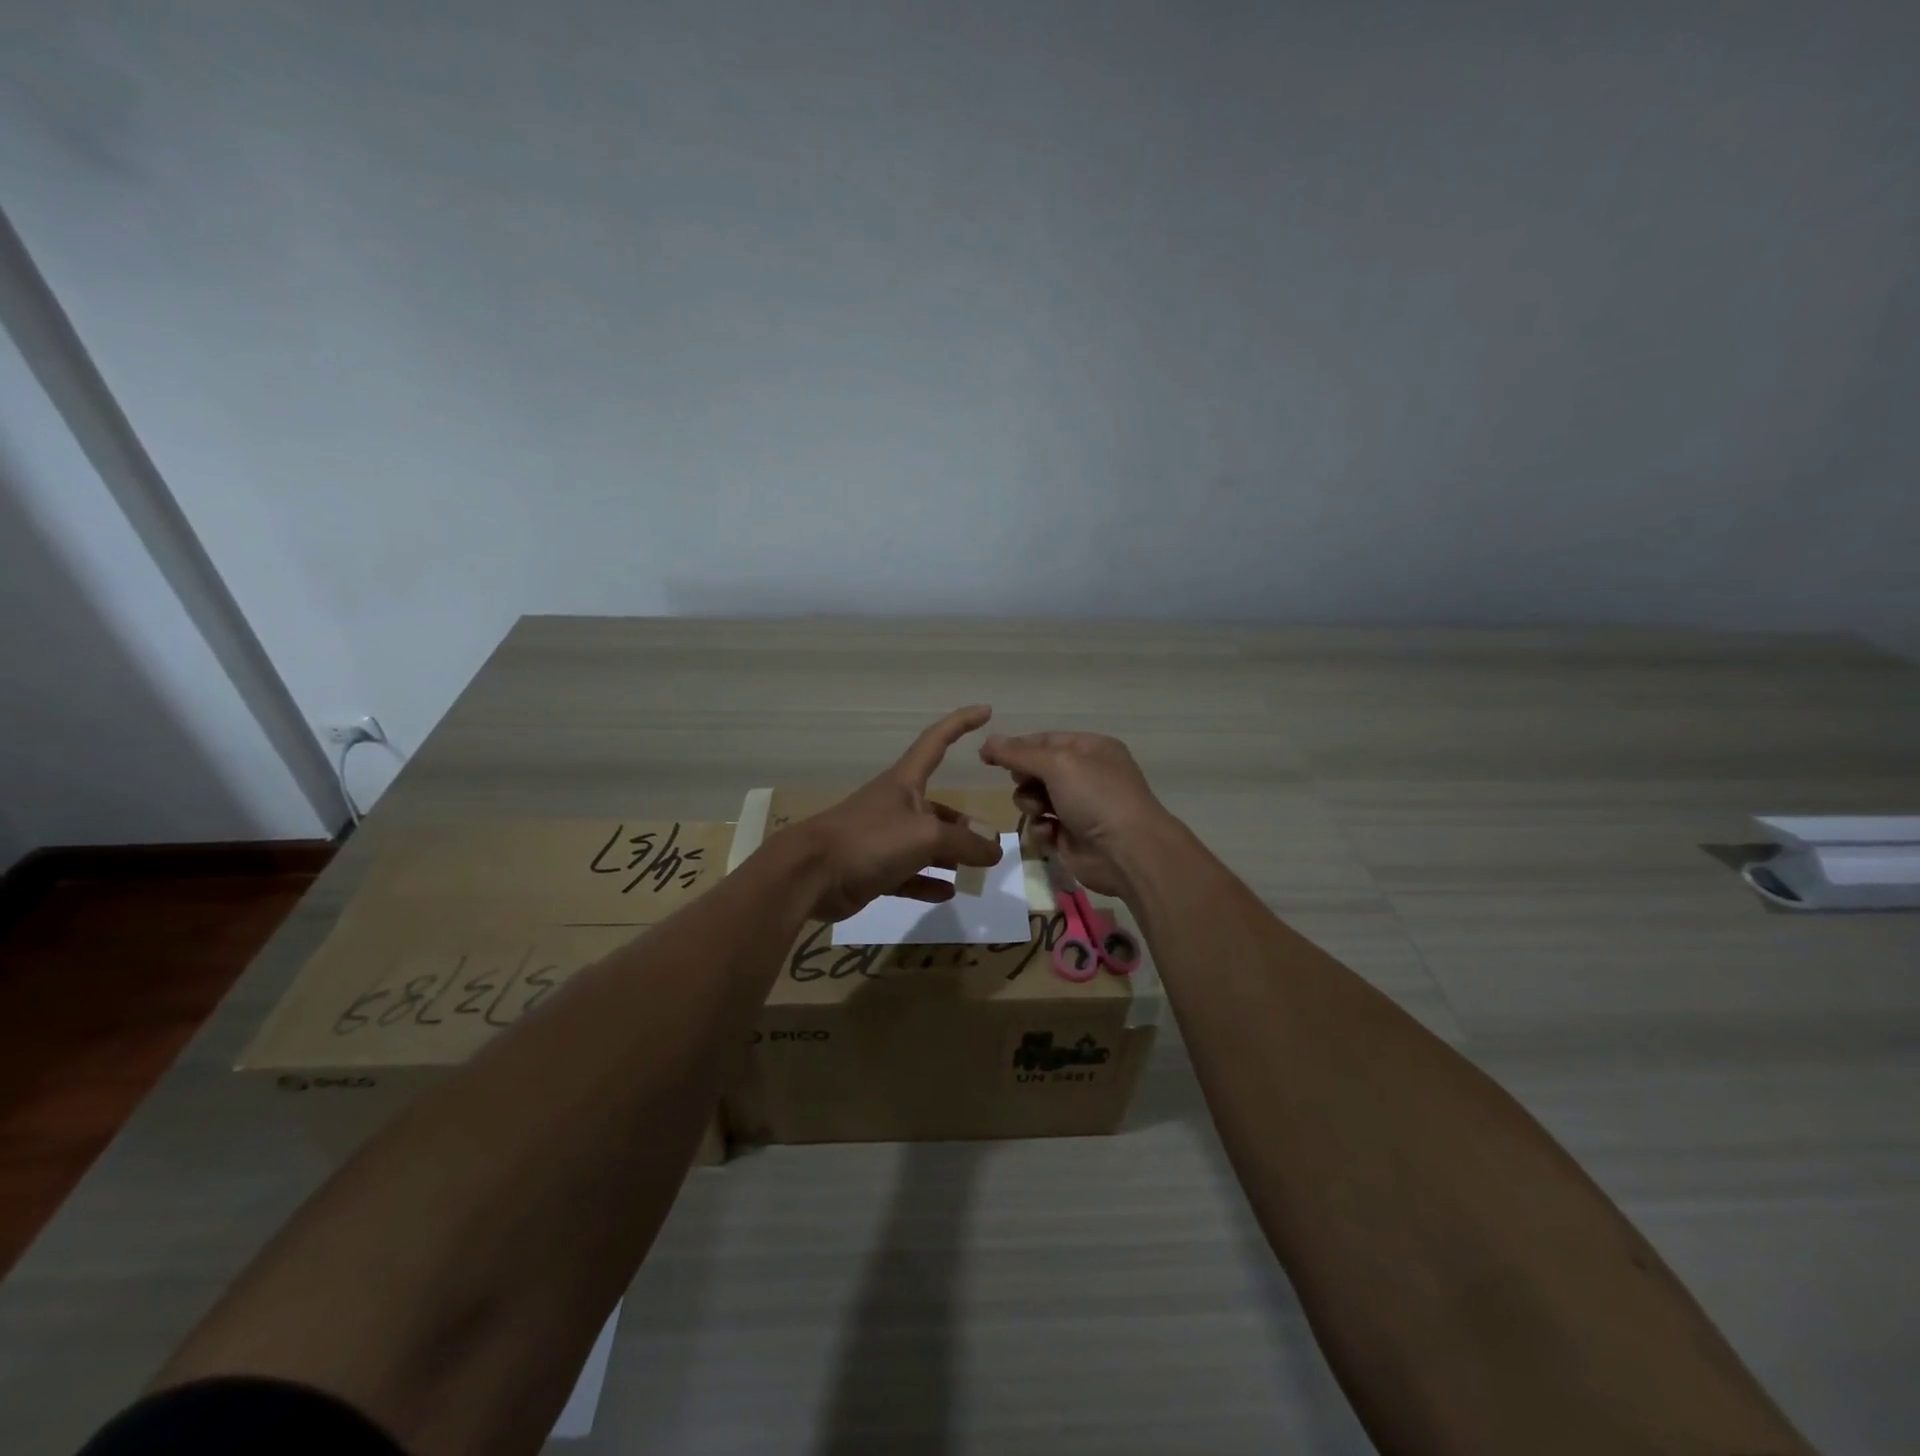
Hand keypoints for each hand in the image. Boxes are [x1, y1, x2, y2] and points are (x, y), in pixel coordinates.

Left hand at [790, 706, 1005, 921]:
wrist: (810, 874)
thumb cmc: (870, 839)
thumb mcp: (926, 836)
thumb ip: (964, 842)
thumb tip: (994, 849)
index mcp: (905, 782)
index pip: (937, 741)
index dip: (961, 723)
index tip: (986, 710)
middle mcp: (896, 805)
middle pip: (939, 808)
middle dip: (965, 825)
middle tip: (992, 847)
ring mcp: (883, 839)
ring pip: (926, 844)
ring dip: (950, 856)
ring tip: (977, 871)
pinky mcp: (873, 869)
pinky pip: (909, 874)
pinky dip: (928, 882)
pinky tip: (948, 892)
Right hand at [979, 730, 1170, 898]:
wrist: (1127, 851)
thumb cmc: (1096, 797)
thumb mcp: (1057, 764)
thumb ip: (1018, 753)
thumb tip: (987, 742)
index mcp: (1090, 749)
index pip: (1045, 740)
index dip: (1016, 747)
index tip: (986, 756)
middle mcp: (1086, 774)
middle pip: (1037, 769)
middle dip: (1025, 778)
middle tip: (1025, 784)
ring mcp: (1079, 807)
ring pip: (1035, 798)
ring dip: (1030, 803)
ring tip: (1040, 811)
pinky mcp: (1071, 836)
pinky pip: (1042, 825)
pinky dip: (1041, 828)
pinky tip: (1050, 833)